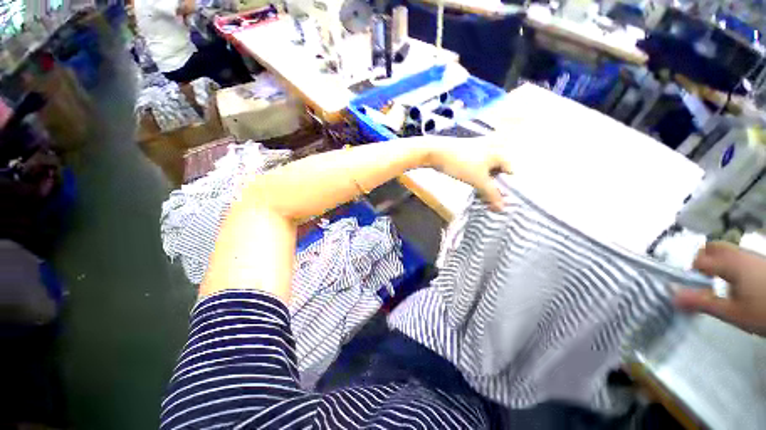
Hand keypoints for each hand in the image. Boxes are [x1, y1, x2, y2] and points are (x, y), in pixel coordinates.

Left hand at [426, 137, 511, 210]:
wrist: (437, 152)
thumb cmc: (461, 164)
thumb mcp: (478, 180)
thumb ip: (491, 194)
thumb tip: (502, 208)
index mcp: (500, 152)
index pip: (510, 173)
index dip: (507, 188)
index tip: (501, 201)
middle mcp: (493, 149)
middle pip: (499, 172)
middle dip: (495, 187)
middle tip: (491, 201)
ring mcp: (481, 150)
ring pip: (488, 171)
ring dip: (486, 183)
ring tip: (482, 196)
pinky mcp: (469, 153)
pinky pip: (478, 168)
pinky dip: (478, 177)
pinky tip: (474, 186)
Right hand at [675, 241, 765, 335]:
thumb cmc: (762, 311)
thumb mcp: (732, 313)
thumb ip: (702, 303)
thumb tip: (672, 297)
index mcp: (730, 263)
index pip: (699, 260)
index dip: (692, 273)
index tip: (695, 288)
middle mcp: (739, 254)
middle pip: (713, 247)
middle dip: (703, 260)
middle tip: (705, 279)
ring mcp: (752, 256)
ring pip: (726, 250)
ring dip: (717, 262)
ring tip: (721, 283)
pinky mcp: (760, 262)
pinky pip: (738, 256)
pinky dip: (730, 265)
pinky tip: (738, 283)